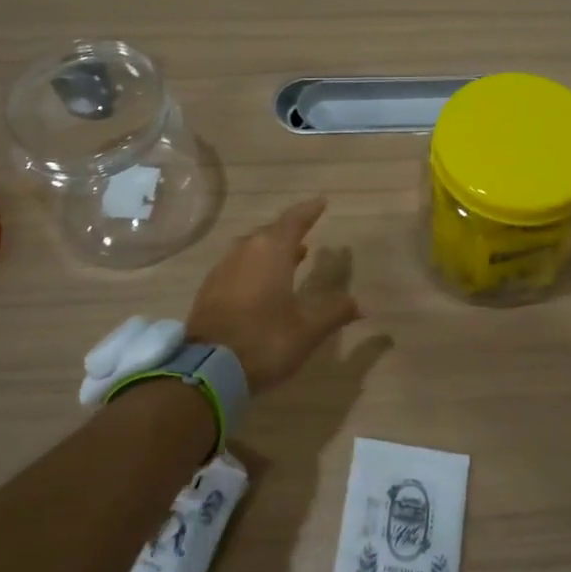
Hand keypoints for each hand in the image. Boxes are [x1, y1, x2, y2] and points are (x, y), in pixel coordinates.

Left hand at [187, 197, 362, 395]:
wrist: (207, 369)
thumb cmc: (265, 341)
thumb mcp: (307, 330)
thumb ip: (335, 312)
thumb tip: (363, 304)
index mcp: (270, 252)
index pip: (293, 221)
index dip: (309, 211)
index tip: (321, 203)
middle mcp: (244, 251)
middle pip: (270, 233)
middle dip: (289, 233)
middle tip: (306, 235)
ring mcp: (223, 269)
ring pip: (251, 249)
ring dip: (271, 250)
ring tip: (291, 258)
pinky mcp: (209, 289)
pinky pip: (237, 265)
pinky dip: (254, 266)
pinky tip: (262, 283)